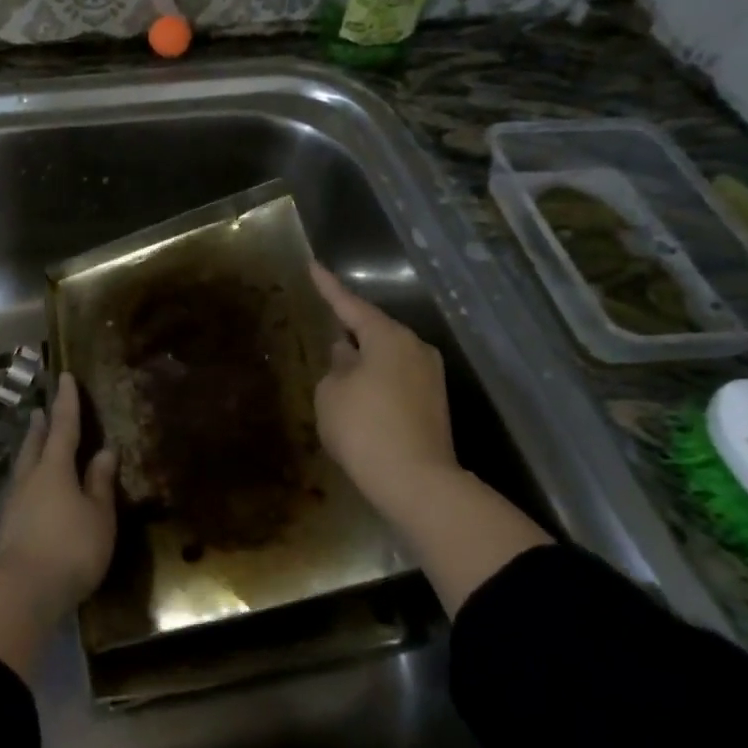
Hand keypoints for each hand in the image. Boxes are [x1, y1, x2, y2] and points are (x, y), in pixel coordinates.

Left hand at [0, 374, 117, 620]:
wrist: (23, 591)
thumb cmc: (71, 548)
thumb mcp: (98, 516)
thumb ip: (100, 483)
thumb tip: (104, 451)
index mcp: (55, 469)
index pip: (63, 427)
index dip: (66, 402)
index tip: (64, 376)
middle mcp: (30, 479)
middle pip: (35, 444)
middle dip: (41, 425)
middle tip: (40, 409)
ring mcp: (14, 503)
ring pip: (23, 466)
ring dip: (30, 449)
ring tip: (33, 440)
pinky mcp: (7, 527)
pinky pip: (20, 489)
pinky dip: (28, 477)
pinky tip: (31, 488)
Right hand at [310, 263, 462, 523]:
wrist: (416, 482)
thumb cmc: (364, 428)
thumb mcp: (331, 394)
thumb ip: (336, 367)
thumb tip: (346, 354)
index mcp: (388, 337)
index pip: (351, 304)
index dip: (329, 287)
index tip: (313, 265)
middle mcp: (416, 348)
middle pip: (375, 330)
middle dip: (350, 330)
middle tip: (327, 325)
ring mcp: (431, 377)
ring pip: (388, 356)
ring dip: (364, 359)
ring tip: (339, 366)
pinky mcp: (435, 404)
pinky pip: (397, 379)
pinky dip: (377, 381)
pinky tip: (360, 396)